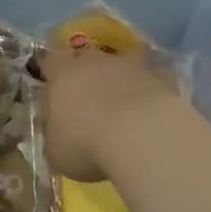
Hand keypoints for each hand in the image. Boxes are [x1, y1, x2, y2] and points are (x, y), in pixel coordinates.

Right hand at [40, 42, 185, 180]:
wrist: (141, 135)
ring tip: (123, 110)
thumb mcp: (56, 151)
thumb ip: (56, 134)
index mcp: (62, 74)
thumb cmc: (86, 143)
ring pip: (121, 67)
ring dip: (120, 82)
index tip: (53, 89)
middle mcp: (94, 61)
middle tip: (89, 103)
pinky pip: (153, 80)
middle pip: (87, 61)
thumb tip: (60, 132)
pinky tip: (152, 112)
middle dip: (87, 77)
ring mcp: (130, 65)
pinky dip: (151, 92)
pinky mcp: (160, 77)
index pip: (50, 62)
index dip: (51, 74)